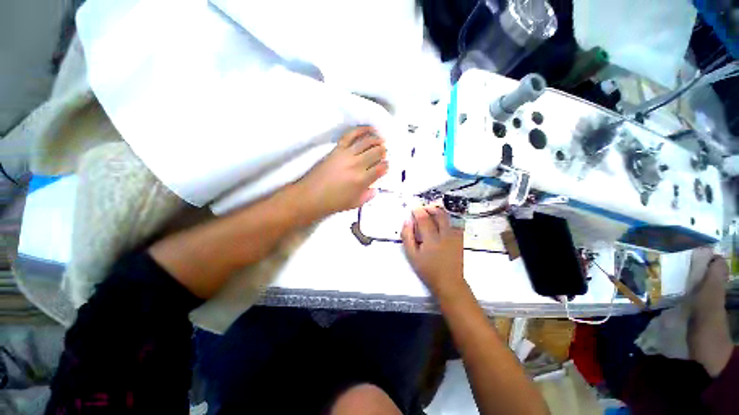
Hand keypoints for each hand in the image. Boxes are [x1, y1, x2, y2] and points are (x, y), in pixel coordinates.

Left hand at [295, 126, 388, 221]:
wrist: (312, 196)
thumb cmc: (334, 202)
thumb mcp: (355, 204)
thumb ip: (368, 196)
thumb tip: (375, 188)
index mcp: (362, 180)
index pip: (381, 168)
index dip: (386, 166)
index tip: (386, 165)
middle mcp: (357, 165)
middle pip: (376, 153)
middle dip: (383, 151)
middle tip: (384, 152)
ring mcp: (347, 155)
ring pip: (366, 142)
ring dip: (376, 139)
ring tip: (381, 140)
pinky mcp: (337, 149)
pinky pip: (350, 135)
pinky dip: (361, 130)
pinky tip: (369, 129)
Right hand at [401, 206, 463, 293]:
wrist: (448, 281)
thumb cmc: (427, 269)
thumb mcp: (412, 255)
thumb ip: (407, 237)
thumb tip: (407, 221)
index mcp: (431, 238)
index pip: (424, 218)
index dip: (418, 211)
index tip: (413, 209)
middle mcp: (444, 234)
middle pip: (438, 214)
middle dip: (430, 208)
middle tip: (422, 209)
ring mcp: (454, 236)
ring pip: (448, 217)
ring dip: (439, 211)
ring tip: (431, 211)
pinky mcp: (460, 239)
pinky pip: (455, 223)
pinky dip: (448, 218)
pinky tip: (442, 221)